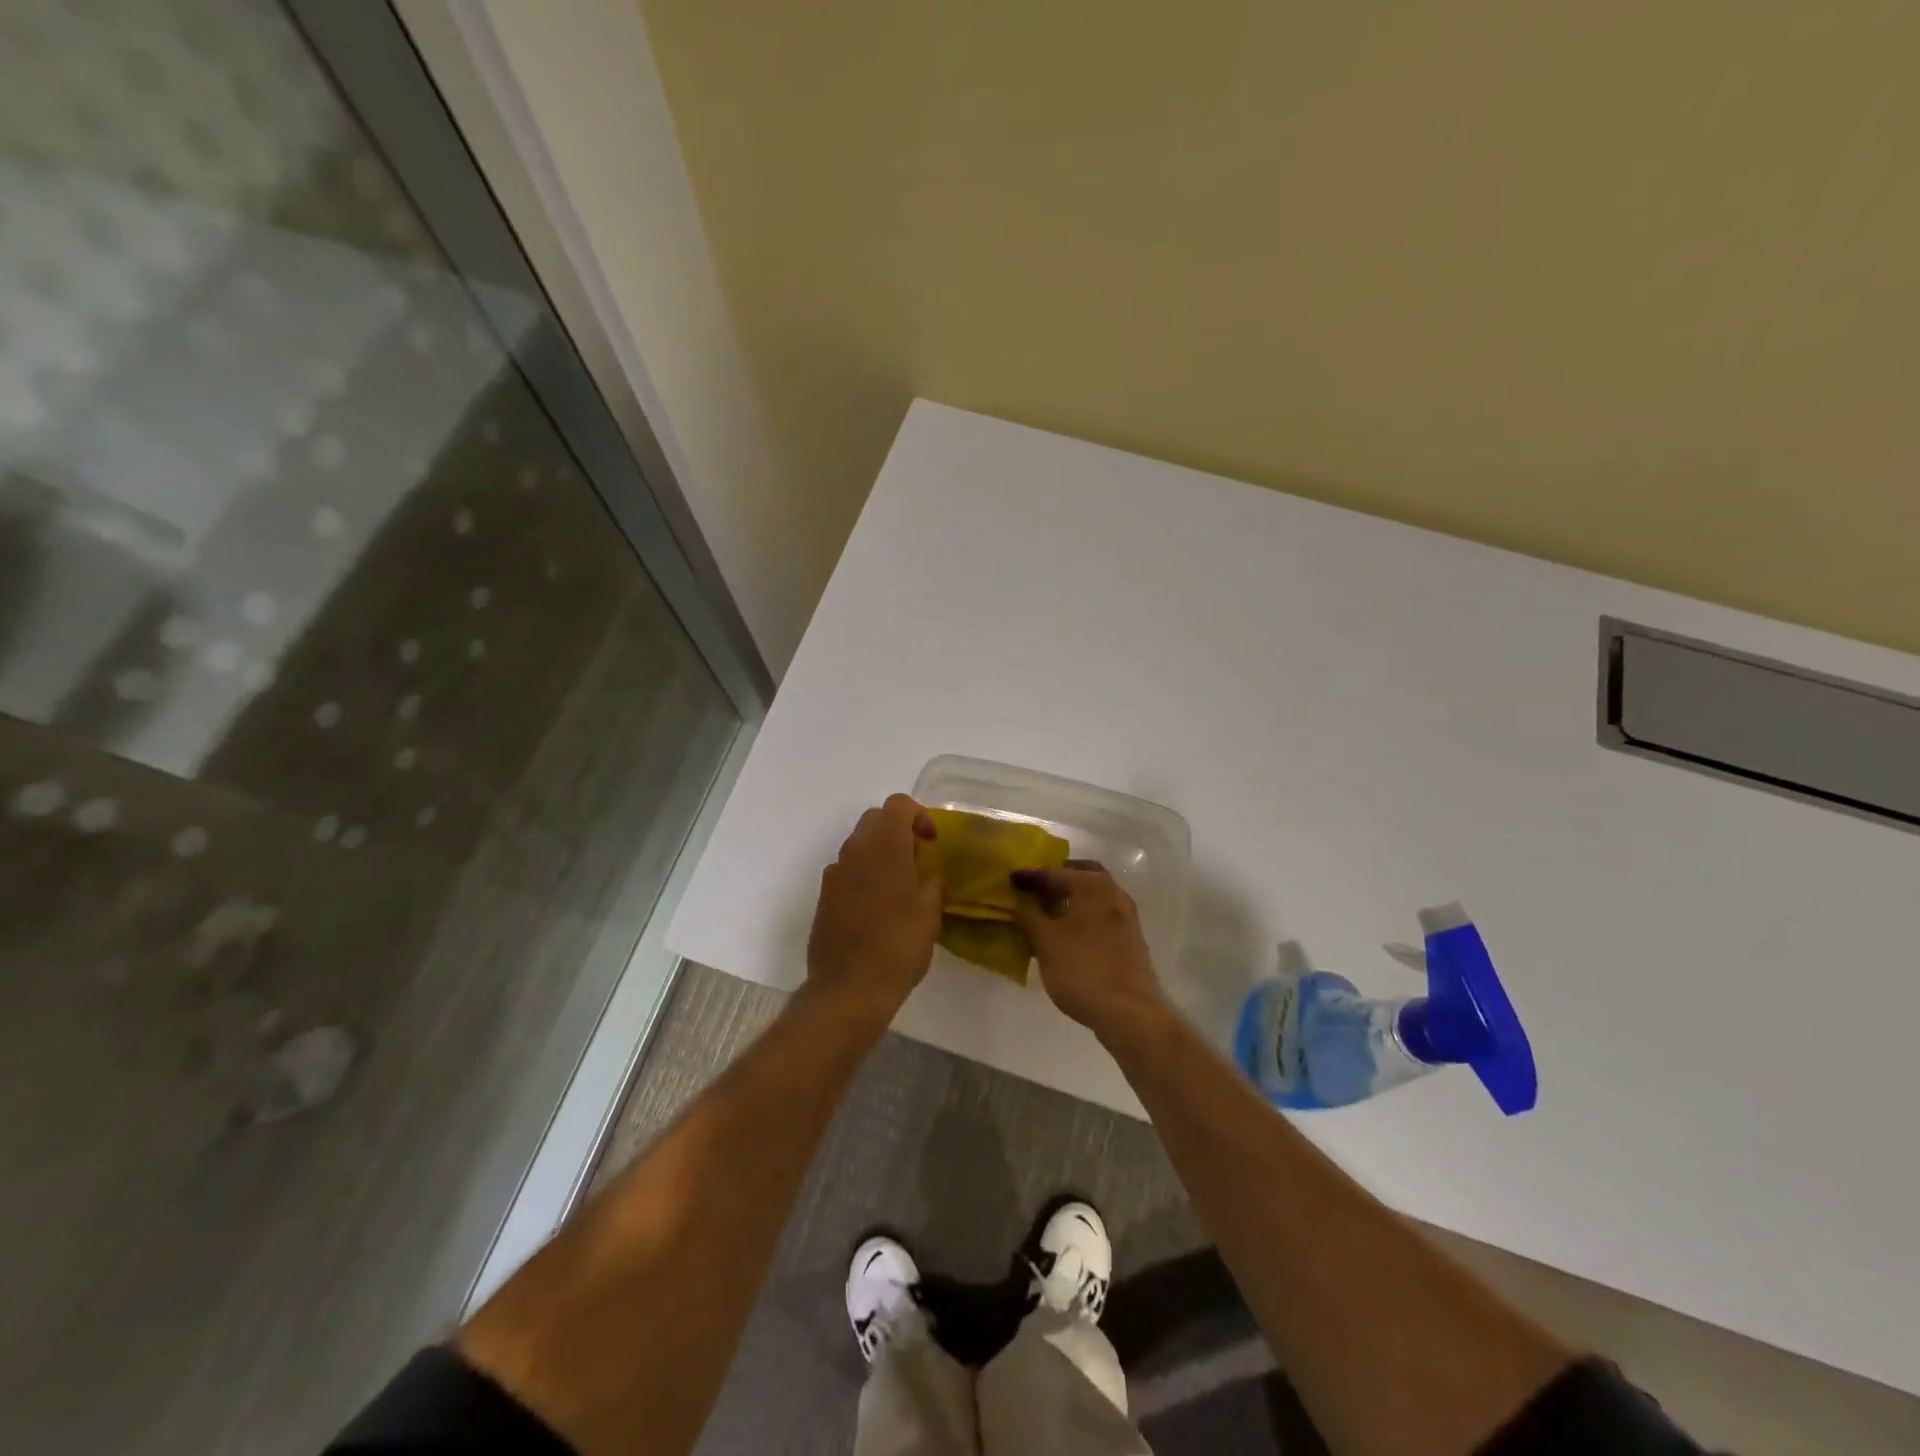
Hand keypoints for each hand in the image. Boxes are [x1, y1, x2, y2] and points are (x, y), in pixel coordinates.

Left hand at [806, 794, 943, 1024]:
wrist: (849, 988)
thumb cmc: (898, 945)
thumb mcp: (930, 913)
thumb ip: (933, 884)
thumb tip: (930, 875)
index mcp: (884, 846)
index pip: (898, 805)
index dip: (919, 815)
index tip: (932, 842)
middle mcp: (854, 851)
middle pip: (875, 819)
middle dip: (898, 830)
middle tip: (918, 858)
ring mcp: (834, 874)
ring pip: (858, 844)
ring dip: (880, 852)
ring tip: (900, 885)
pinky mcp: (824, 897)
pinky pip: (847, 871)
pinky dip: (864, 875)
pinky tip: (878, 907)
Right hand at [1011, 862, 1168, 1037]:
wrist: (1129, 1013)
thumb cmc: (1082, 970)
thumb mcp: (1045, 942)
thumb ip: (1028, 916)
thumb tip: (1019, 901)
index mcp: (1093, 886)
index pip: (1055, 872)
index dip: (1030, 875)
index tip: (1011, 878)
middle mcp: (1114, 893)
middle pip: (1082, 875)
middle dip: (1058, 878)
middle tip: (1036, 887)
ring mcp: (1127, 917)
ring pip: (1095, 895)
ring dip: (1073, 897)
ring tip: (1048, 909)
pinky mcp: (1131, 939)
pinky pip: (1102, 914)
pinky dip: (1084, 914)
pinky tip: (1069, 931)